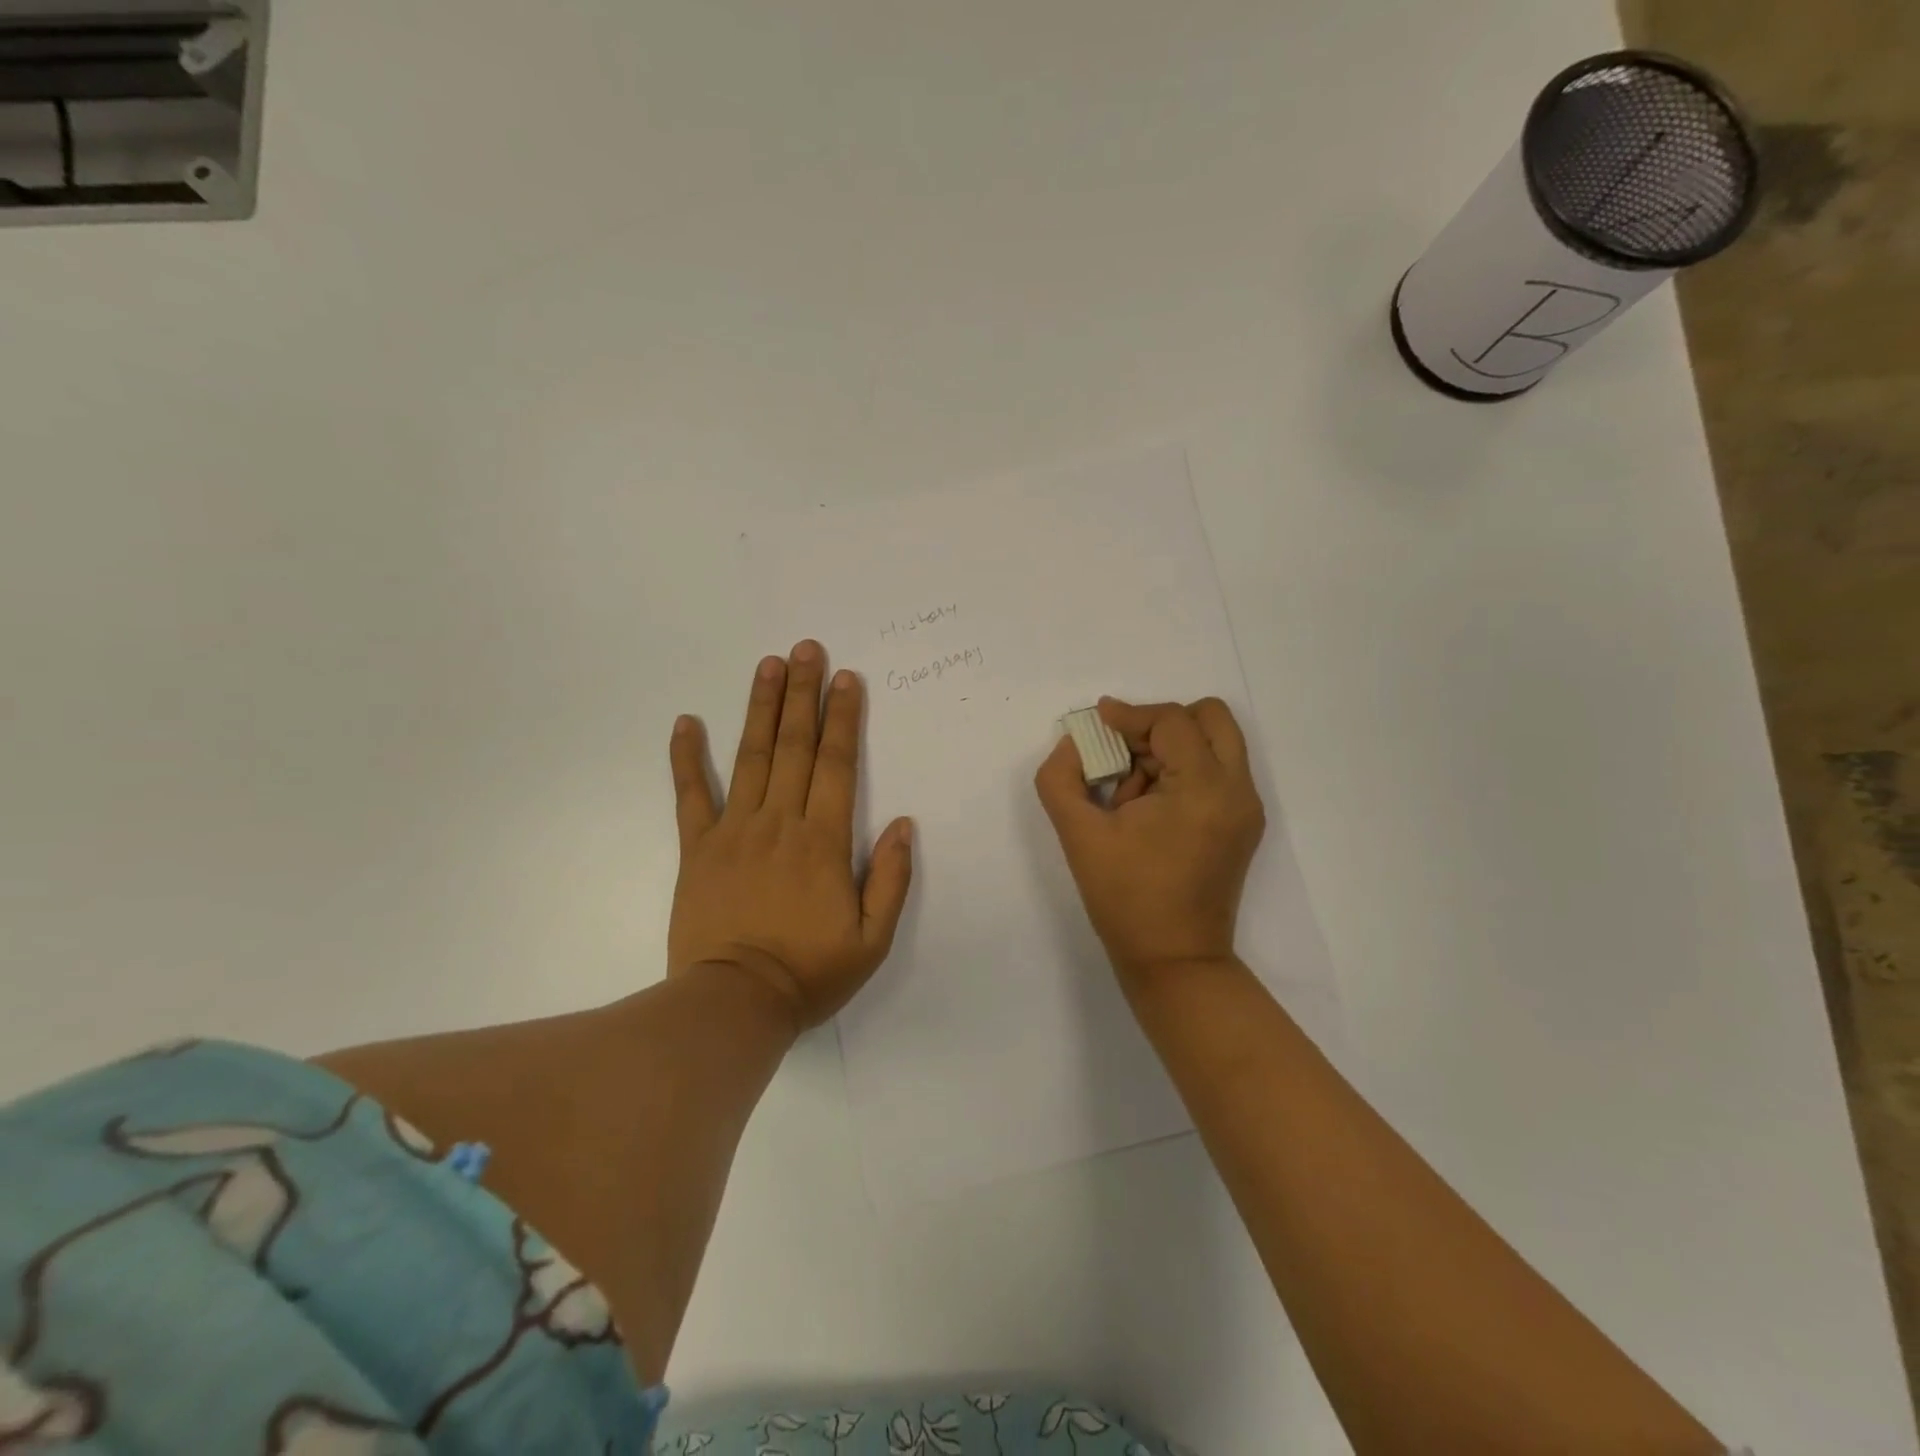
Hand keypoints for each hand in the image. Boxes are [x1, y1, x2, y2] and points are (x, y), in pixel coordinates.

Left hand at [668, 641, 913, 1030]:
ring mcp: (734, 831)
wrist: (733, 1004)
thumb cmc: (810, 972)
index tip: (845, 678)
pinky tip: (686, 722)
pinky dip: (687, 758)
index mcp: (824, 841)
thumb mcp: (872, 939)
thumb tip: (903, 824)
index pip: (838, 764)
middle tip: (805, 648)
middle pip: (795, 746)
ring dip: (760, 707)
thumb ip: (892, 879)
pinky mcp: (697, 848)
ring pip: (750, 757)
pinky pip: (691, 795)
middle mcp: (780, 822)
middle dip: (803, 694)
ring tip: (767, 665)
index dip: (843, 717)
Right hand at [1034, 697, 1264, 981]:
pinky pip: (1215, 773)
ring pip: (1214, 743)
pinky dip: (1182, 772)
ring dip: (1170, 749)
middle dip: (1161, 723)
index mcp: (1204, 787)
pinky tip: (1147, 808)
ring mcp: (1245, 809)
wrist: (1174, 961)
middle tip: (1124, 750)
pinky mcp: (1242, 826)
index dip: (1129, 715)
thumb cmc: (1126, 898)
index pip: (1171, 721)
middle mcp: (1237, 789)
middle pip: (1210, 718)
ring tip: (1130, 792)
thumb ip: (1061, 779)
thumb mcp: (1078, 834)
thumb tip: (1074, 745)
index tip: (1096, 723)